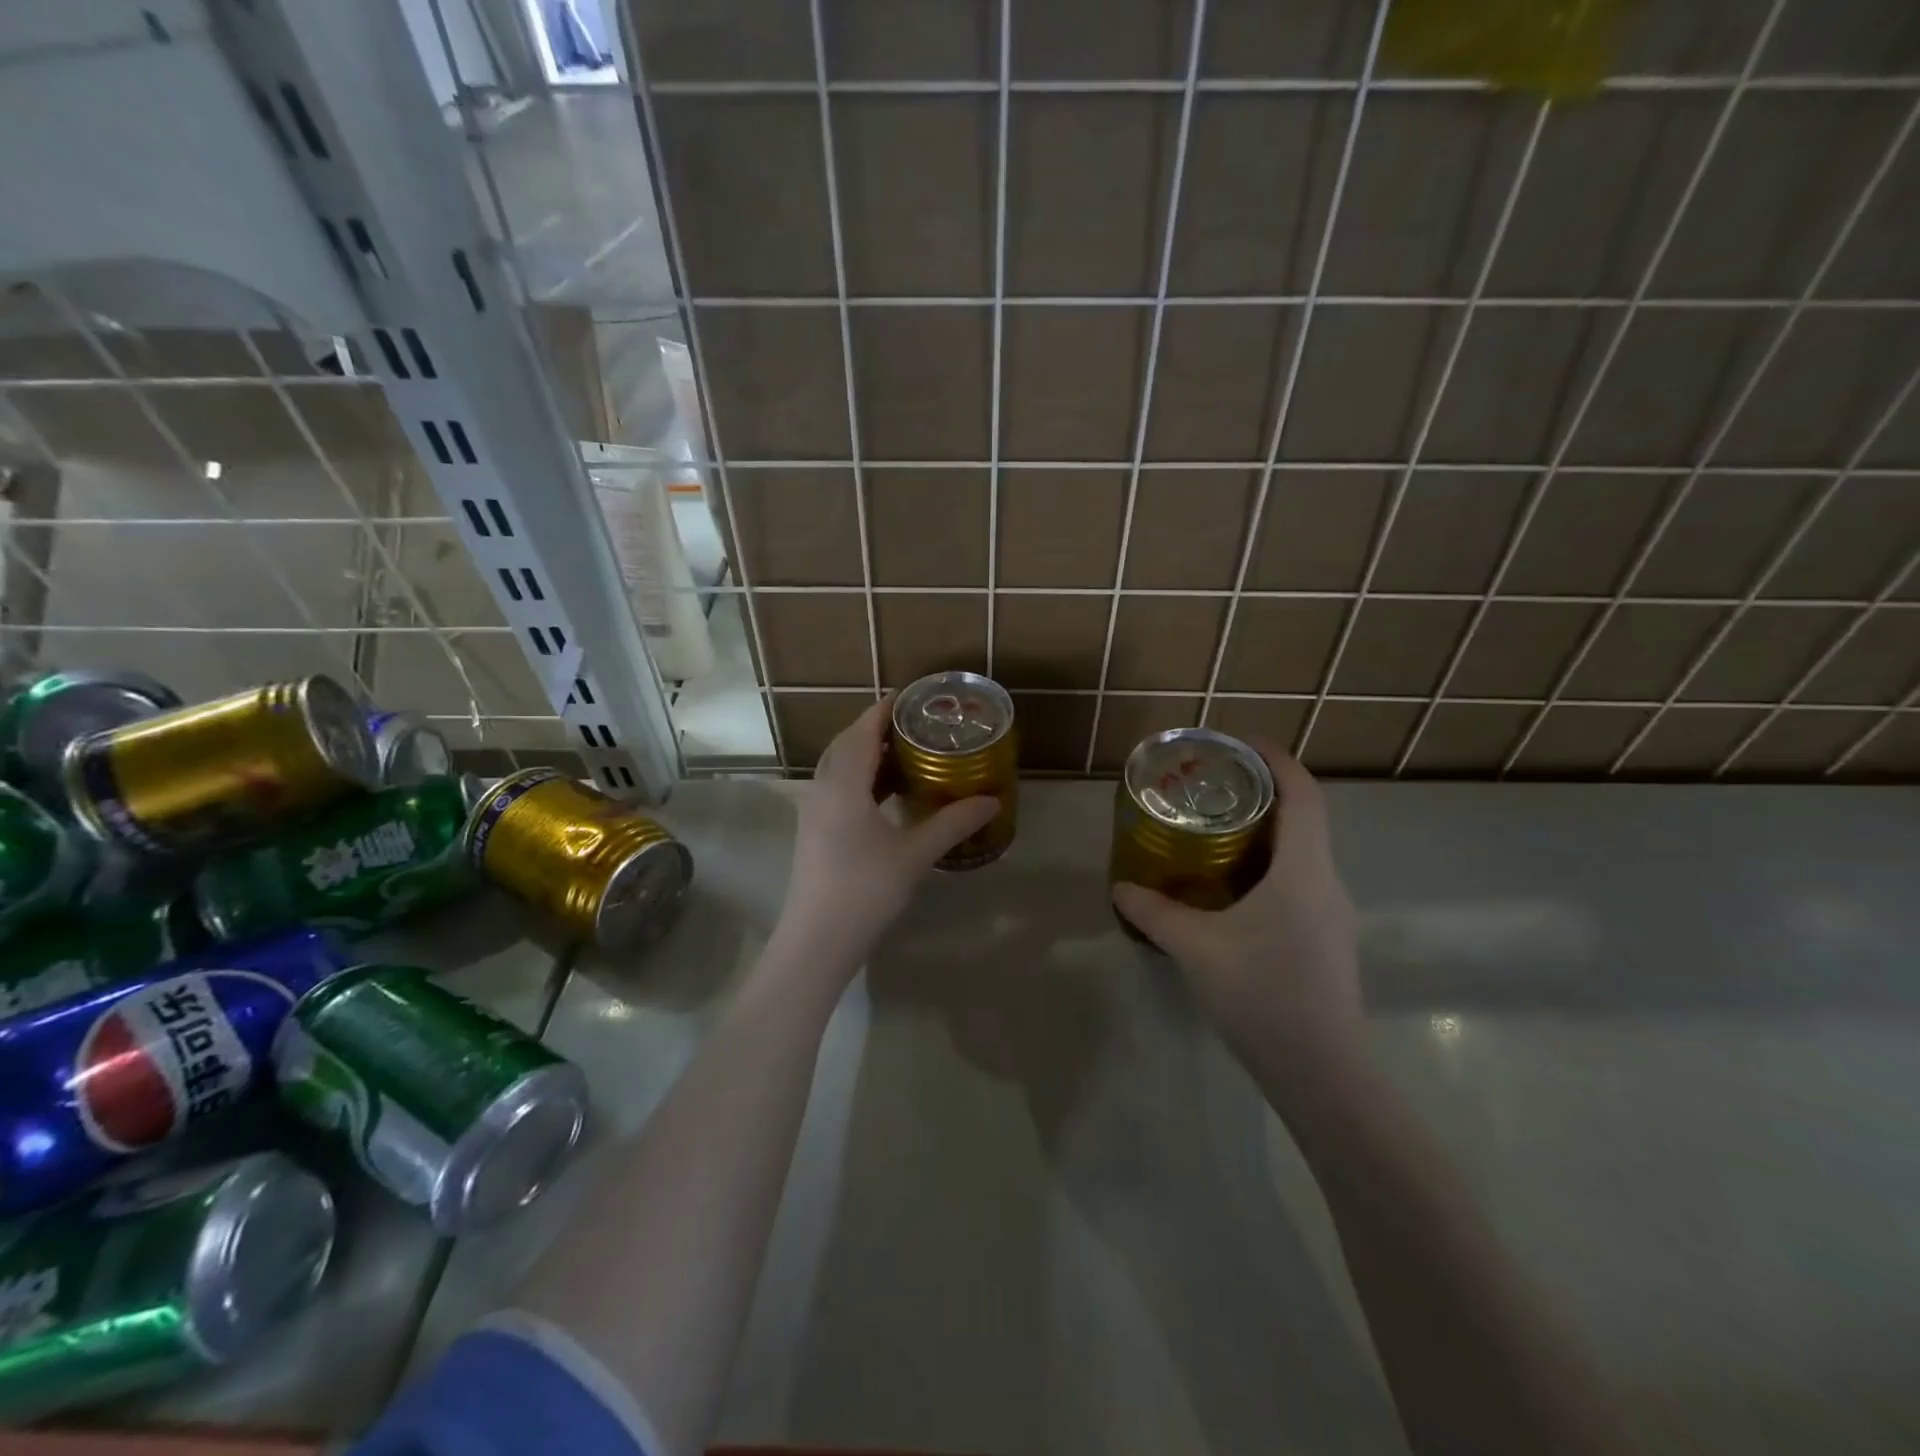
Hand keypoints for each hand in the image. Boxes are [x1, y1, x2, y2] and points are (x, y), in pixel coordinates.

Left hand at [779, 697, 998, 970]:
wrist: (818, 940)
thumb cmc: (866, 891)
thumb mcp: (915, 855)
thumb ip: (953, 823)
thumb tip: (991, 800)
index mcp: (844, 784)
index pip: (863, 731)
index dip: (884, 710)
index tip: (911, 696)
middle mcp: (823, 788)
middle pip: (847, 743)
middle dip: (877, 728)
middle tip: (915, 725)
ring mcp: (814, 810)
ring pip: (839, 766)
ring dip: (868, 754)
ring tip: (906, 754)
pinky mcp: (814, 830)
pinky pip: (837, 786)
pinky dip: (861, 778)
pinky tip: (886, 793)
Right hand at [1112, 742, 1362, 1073]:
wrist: (1323, 1074)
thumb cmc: (1263, 995)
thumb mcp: (1197, 948)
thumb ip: (1155, 913)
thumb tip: (1120, 888)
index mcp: (1304, 870)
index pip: (1301, 794)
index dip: (1276, 759)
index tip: (1239, 742)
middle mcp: (1326, 882)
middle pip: (1304, 817)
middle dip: (1263, 792)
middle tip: (1214, 785)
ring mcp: (1332, 914)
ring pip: (1303, 852)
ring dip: (1267, 831)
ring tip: (1217, 829)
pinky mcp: (1326, 940)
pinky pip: (1299, 881)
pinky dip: (1270, 866)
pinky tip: (1233, 888)